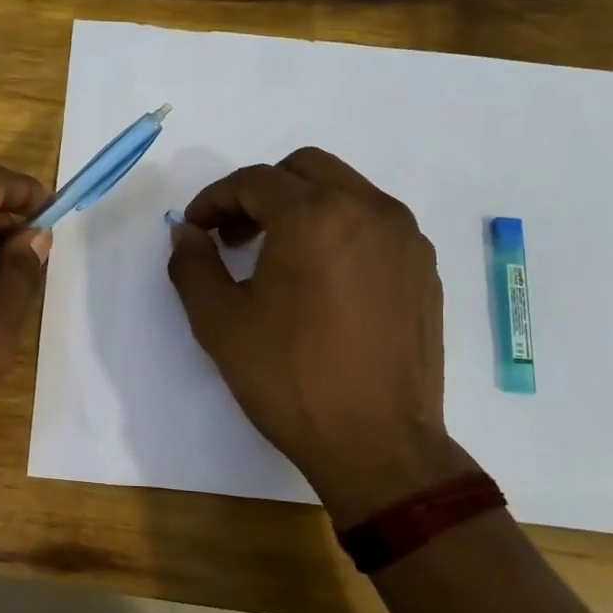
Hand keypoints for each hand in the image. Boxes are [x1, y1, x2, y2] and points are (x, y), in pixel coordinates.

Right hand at [167, 148, 478, 529]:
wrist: (378, 444)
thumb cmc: (290, 379)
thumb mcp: (219, 322)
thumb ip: (193, 264)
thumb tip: (187, 232)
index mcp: (315, 216)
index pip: (254, 181)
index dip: (215, 199)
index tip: (196, 229)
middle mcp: (368, 210)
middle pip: (304, 169)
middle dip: (261, 193)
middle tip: (235, 236)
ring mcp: (405, 238)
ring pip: (345, 190)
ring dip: (302, 207)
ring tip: (278, 258)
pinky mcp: (425, 268)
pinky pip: (374, 224)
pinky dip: (339, 230)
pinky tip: (322, 280)